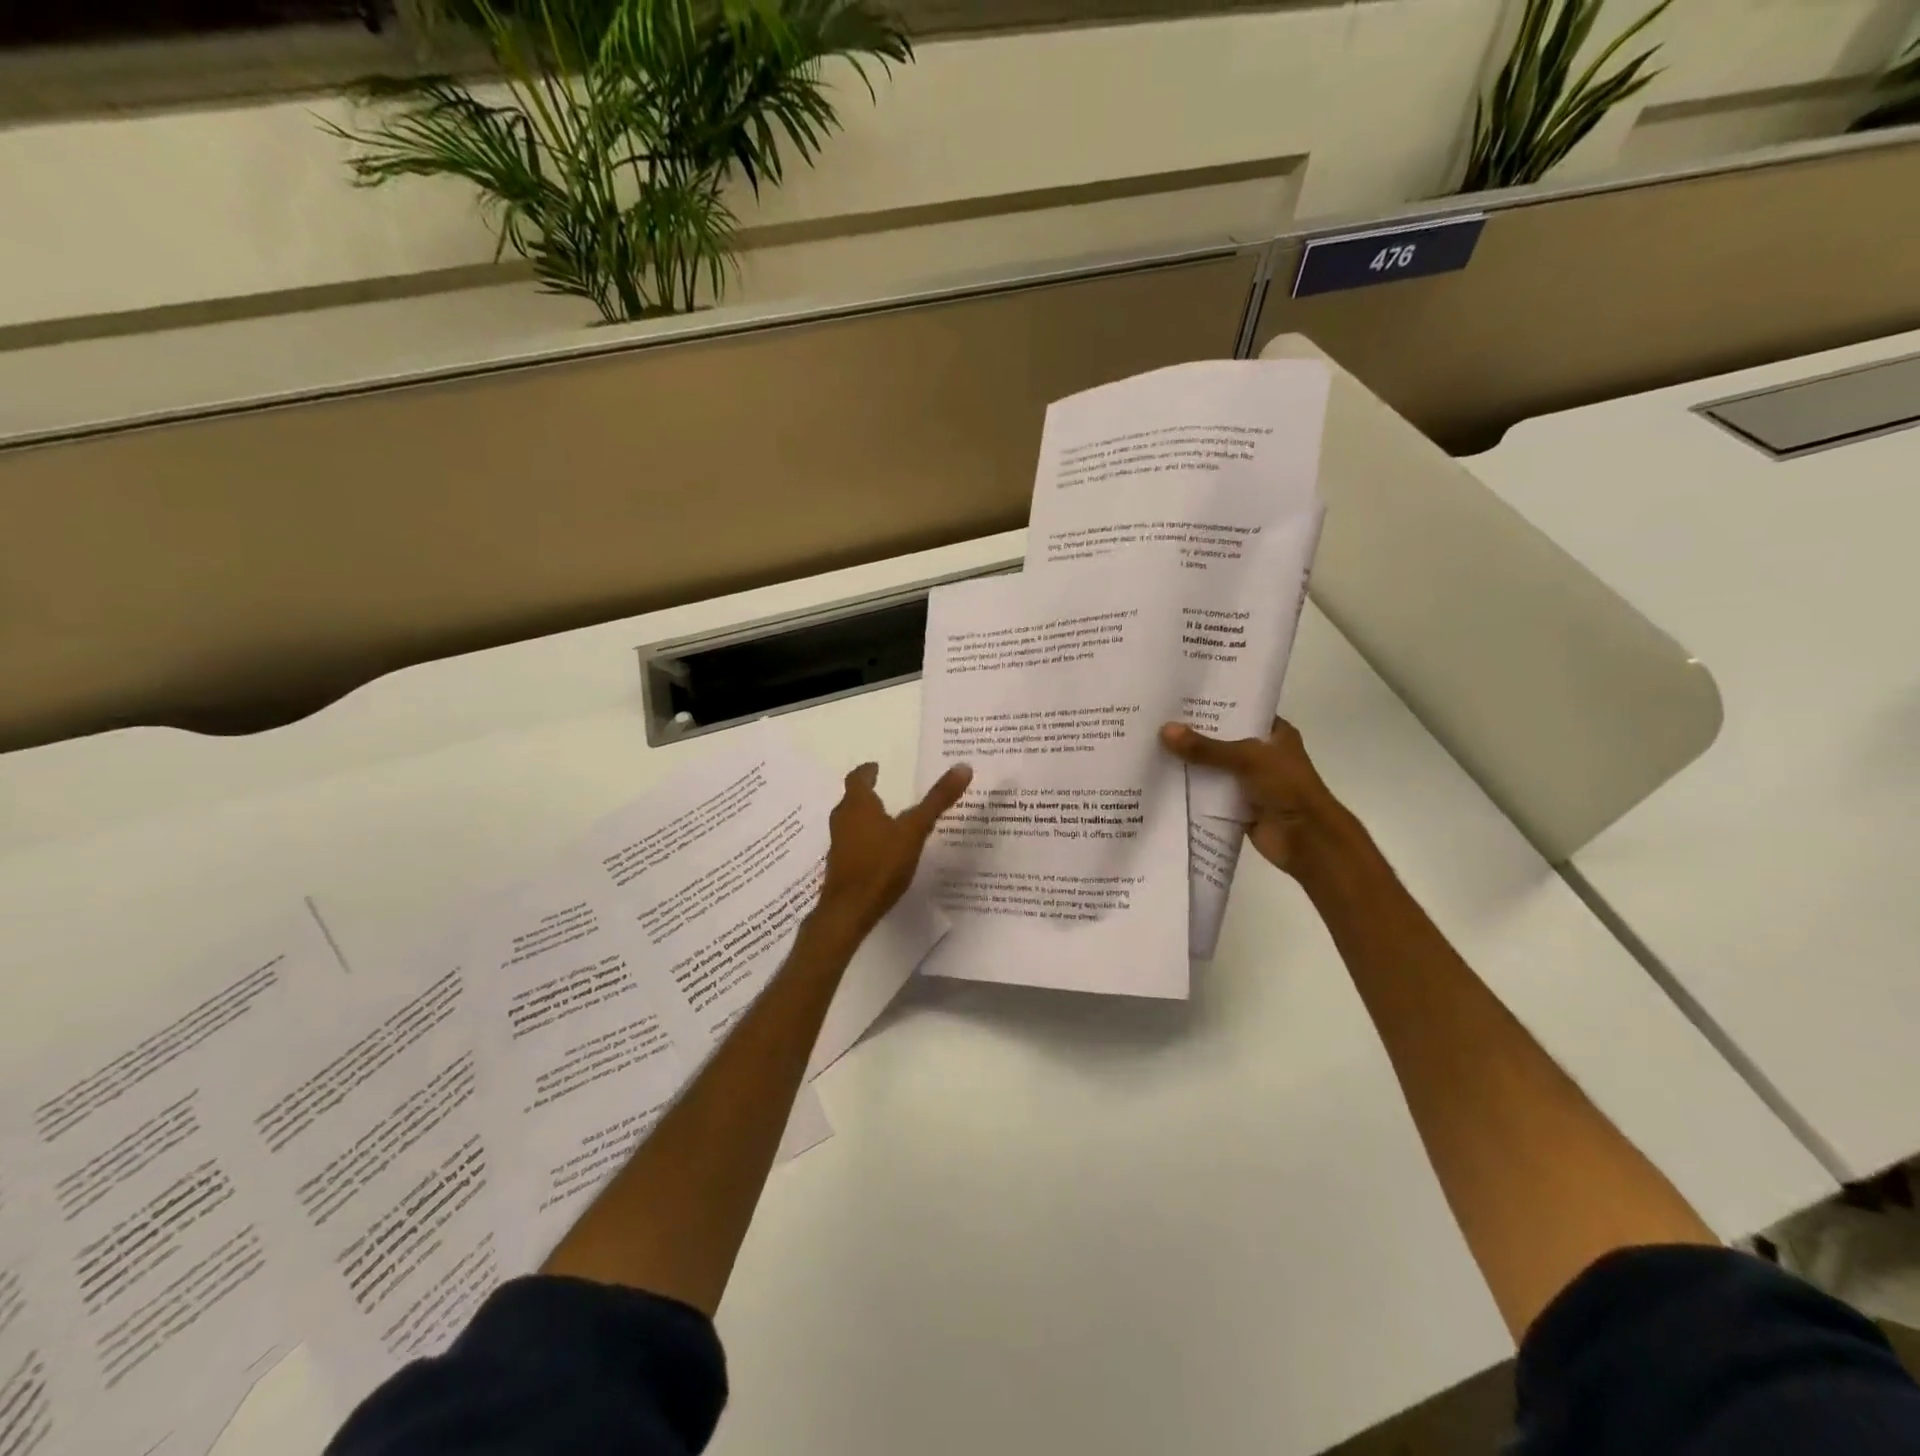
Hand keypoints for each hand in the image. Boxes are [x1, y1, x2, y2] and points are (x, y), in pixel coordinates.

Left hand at [815, 761, 972, 935]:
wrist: (850, 909)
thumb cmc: (881, 863)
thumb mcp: (915, 830)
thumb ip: (938, 800)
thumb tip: (963, 766)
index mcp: (858, 805)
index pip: (857, 778)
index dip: (867, 771)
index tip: (875, 767)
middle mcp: (842, 820)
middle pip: (852, 800)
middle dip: (866, 794)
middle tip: (882, 790)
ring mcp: (838, 844)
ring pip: (850, 822)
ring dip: (864, 818)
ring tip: (885, 819)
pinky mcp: (840, 866)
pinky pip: (852, 844)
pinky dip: (864, 840)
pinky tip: (879, 851)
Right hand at [1159, 718, 1354, 876]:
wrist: (1305, 839)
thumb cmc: (1286, 787)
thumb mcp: (1247, 758)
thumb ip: (1206, 748)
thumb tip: (1165, 730)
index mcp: (1274, 734)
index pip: (1240, 712)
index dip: (1213, 706)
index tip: (1179, 698)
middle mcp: (1262, 755)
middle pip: (1221, 741)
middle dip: (1193, 735)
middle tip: (1156, 720)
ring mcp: (1249, 782)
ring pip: (1213, 769)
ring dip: (1189, 764)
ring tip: (1151, 746)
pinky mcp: (1237, 806)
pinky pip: (1209, 794)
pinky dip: (1190, 791)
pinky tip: (1161, 780)